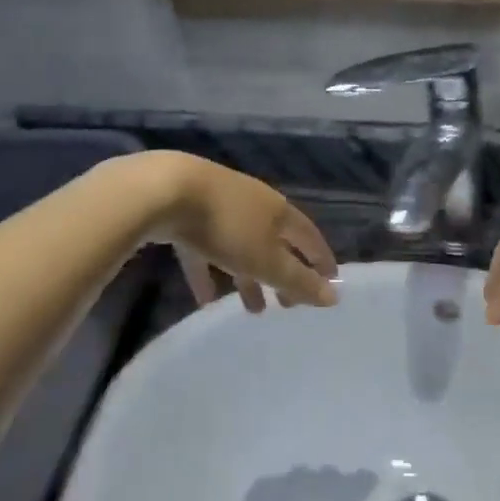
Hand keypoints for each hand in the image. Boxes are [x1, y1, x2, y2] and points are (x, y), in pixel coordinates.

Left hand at [141, 153, 339, 312]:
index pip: (309, 237)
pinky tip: (205, 299)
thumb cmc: (227, 227)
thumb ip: (299, 281)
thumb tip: (334, 298)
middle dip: (282, 275)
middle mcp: (254, 204)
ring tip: (252, 310)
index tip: (330, 282)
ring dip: (248, 278)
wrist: (165, 191)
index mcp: (279, 211)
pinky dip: (209, 273)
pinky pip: (205, 250)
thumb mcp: (266, 261)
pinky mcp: (187, 215)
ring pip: (240, 248)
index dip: (321, 260)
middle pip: (275, 243)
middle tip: (287, 306)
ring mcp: (219, 207)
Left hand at [241, 467, 379, 500]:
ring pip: (307, 476)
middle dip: (335, 486)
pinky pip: (280, 485)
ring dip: (308, 487)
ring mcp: (293, 477)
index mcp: (343, 491)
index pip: (364, 478)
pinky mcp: (269, 483)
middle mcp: (322, 477)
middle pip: (334, 475)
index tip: (367, 490)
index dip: (366, 483)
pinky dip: (282, 494)